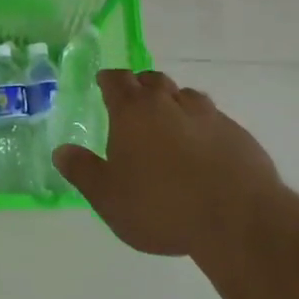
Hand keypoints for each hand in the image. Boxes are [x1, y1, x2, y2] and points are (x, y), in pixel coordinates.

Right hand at [56, 70, 284, 257]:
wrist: (237, 219)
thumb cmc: (161, 206)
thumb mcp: (108, 197)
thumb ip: (82, 171)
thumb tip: (60, 151)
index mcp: (133, 111)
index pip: (116, 80)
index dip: (108, 80)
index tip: (103, 83)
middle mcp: (169, 102)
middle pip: (152, 80)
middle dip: (140, 86)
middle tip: (134, 103)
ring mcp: (207, 115)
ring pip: (185, 96)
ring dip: (173, 103)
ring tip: (169, 124)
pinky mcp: (237, 133)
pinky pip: (212, 119)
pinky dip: (201, 126)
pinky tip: (202, 150)